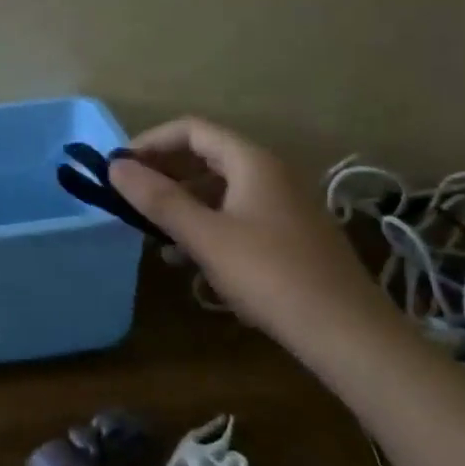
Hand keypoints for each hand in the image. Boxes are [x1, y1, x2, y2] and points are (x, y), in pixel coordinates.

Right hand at [108, 118, 392, 343]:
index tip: (120, 167)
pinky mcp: (290, 235)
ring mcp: (284, 205)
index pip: (192, 130)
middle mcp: (270, 173)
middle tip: (131, 198)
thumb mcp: (205, 236)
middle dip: (164, 174)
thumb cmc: (271, 275)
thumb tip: (114, 165)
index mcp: (252, 162)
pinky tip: (190, 258)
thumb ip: (158, 199)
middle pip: (206, 156)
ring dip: (183, 203)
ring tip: (153, 233)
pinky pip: (237, 214)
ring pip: (220, 189)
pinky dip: (207, 225)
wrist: (350, 335)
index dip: (151, 142)